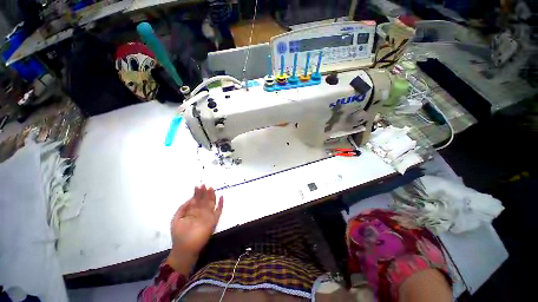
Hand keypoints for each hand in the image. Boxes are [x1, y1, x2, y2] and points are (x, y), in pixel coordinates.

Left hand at [167, 185, 223, 272]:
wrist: (185, 248)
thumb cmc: (179, 234)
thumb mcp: (176, 219)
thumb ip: (182, 208)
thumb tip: (191, 198)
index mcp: (192, 211)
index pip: (196, 200)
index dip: (197, 193)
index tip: (198, 186)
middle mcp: (201, 212)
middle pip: (204, 200)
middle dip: (204, 192)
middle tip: (205, 185)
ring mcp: (208, 216)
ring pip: (211, 203)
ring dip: (212, 196)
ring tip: (211, 188)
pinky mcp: (213, 221)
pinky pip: (219, 211)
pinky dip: (221, 204)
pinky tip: (222, 197)